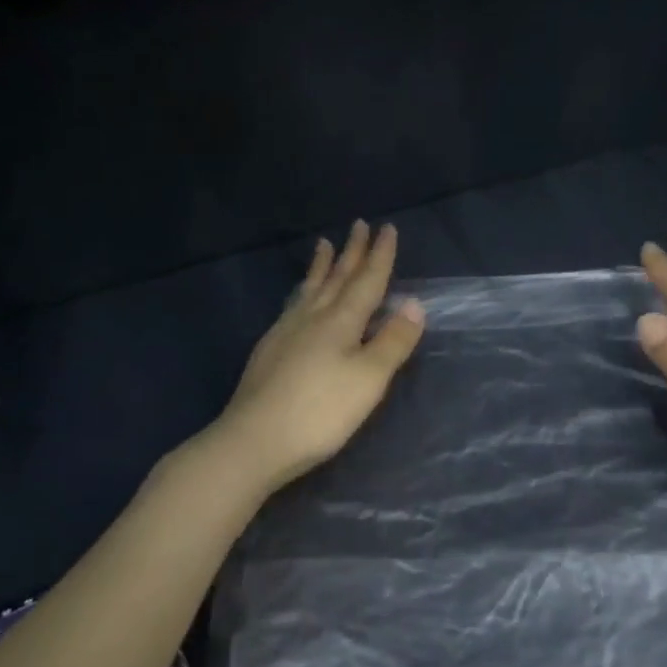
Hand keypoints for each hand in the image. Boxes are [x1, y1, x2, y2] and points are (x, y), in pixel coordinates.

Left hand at [210, 221, 425, 492]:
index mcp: (341, 322)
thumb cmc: (321, 412)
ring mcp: (286, 333)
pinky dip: (303, 291)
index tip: (387, 229)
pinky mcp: (269, 350)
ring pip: (310, 289)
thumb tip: (413, 302)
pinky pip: (293, 305)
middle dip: (351, 252)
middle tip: (359, 225)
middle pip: (337, 279)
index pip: (367, 282)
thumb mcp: (369, 379)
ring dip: (322, 266)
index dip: (379, 256)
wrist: (253, 441)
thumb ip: (393, 341)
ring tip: (324, 245)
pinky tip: (299, 298)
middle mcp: (312, 318)